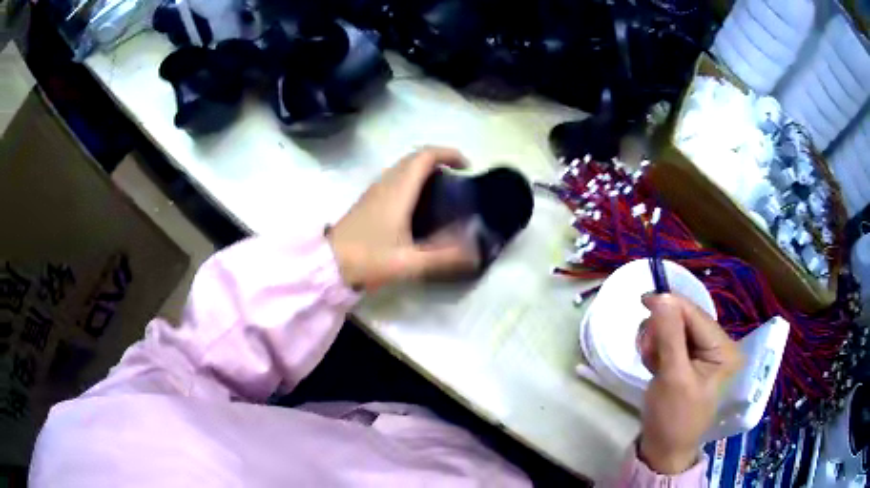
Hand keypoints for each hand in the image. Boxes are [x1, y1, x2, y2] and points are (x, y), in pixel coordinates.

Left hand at [327, 147, 479, 289]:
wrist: (328, 265)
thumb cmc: (368, 259)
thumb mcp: (409, 263)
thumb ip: (444, 258)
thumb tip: (475, 253)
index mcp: (398, 190)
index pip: (425, 156)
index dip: (448, 154)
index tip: (467, 167)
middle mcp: (386, 183)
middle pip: (415, 157)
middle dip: (439, 160)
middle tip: (458, 179)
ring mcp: (375, 190)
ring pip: (403, 167)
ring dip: (425, 169)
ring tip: (444, 190)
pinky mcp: (369, 200)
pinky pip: (395, 178)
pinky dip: (412, 180)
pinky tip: (419, 205)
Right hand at [637, 293, 742, 473]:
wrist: (663, 450)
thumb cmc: (673, 418)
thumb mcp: (672, 377)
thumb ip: (669, 335)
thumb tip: (662, 297)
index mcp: (723, 350)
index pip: (696, 315)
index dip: (670, 304)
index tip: (642, 300)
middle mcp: (717, 347)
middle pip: (685, 320)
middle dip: (662, 331)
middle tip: (647, 351)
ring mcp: (703, 355)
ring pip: (675, 330)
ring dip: (657, 341)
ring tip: (651, 363)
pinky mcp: (689, 363)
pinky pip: (671, 343)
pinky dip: (658, 350)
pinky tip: (654, 366)